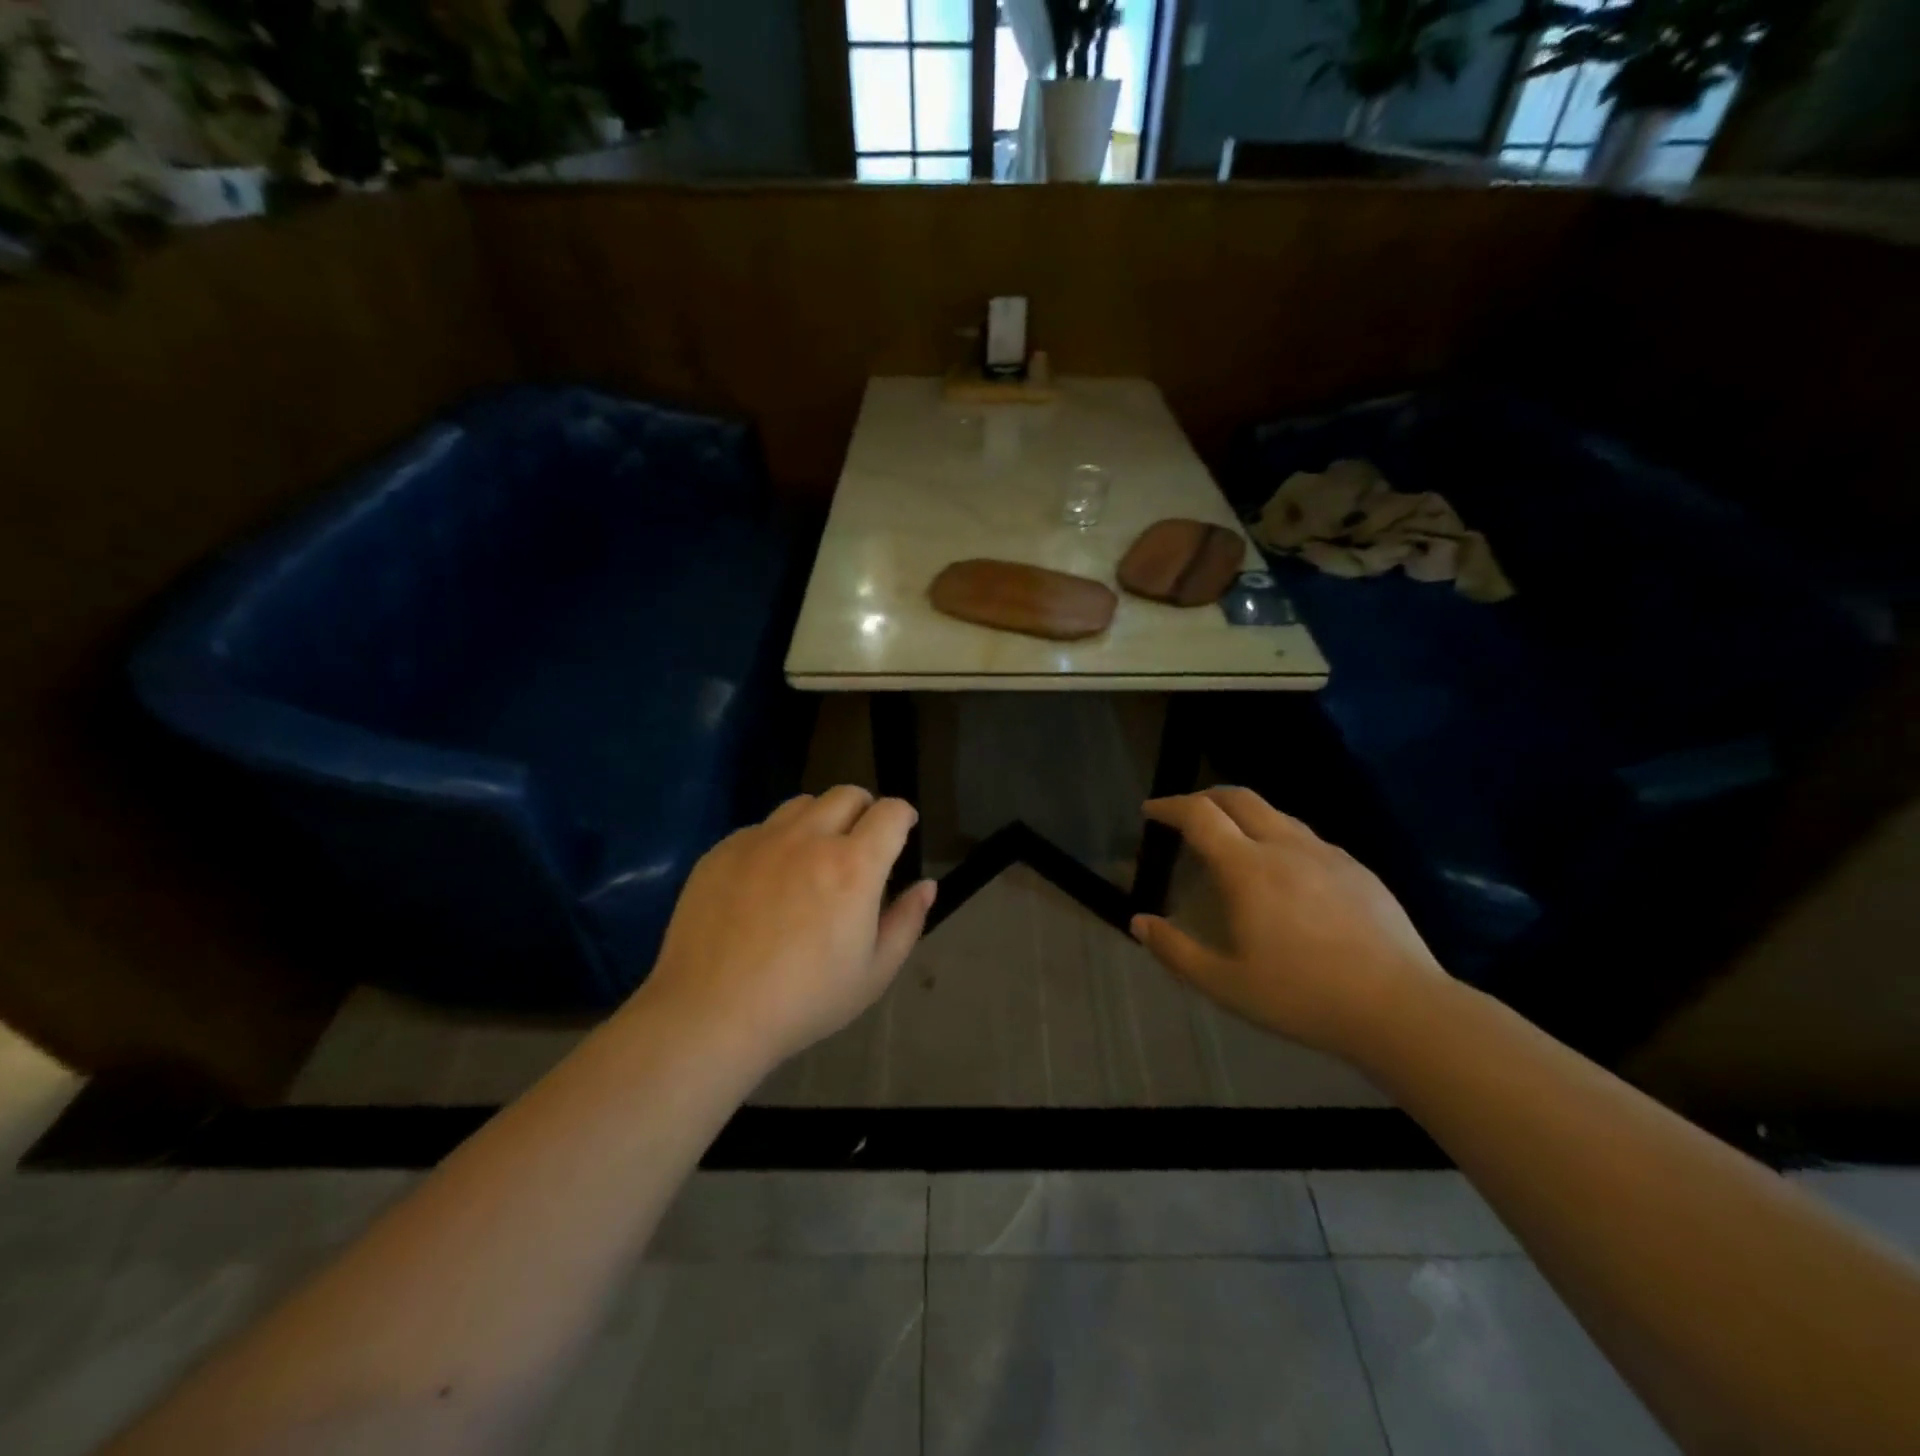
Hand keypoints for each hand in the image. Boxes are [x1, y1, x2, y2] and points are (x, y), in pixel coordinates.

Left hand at [640, 787, 936, 1065]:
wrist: (710, 1014)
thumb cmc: (804, 1001)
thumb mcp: (873, 974)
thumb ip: (907, 922)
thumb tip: (926, 886)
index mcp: (853, 866)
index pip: (890, 811)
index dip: (902, 816)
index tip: (902, 831)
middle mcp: (809, 839)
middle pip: (847, 794)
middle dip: (865, 810)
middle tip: (861, 844)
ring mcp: (761, 840)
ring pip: (802, 805)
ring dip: (821, 820)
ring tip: (814, 857)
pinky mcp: (723, 851)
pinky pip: (761, 828)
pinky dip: (777, 842)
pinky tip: (767, 882)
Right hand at [1130, 788, 1444, 1058]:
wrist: (1401, 1009)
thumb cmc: (1302, 997)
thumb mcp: (1225, 984)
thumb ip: (1176, 950)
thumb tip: (1139, 923)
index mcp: (1248, 868)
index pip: (1200, 815)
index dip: (1170, 806)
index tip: (1151, 811)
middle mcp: (1285, 847)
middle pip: (1239, 797)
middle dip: (1205, 797)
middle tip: (1186, 814)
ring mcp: (1327, 854)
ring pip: (1276, 814)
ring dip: (1243, 815)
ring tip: (1232, 841)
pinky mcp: (1358, 869)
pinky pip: (1306, 837)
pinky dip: (1278, 836)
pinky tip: (1284, 871)